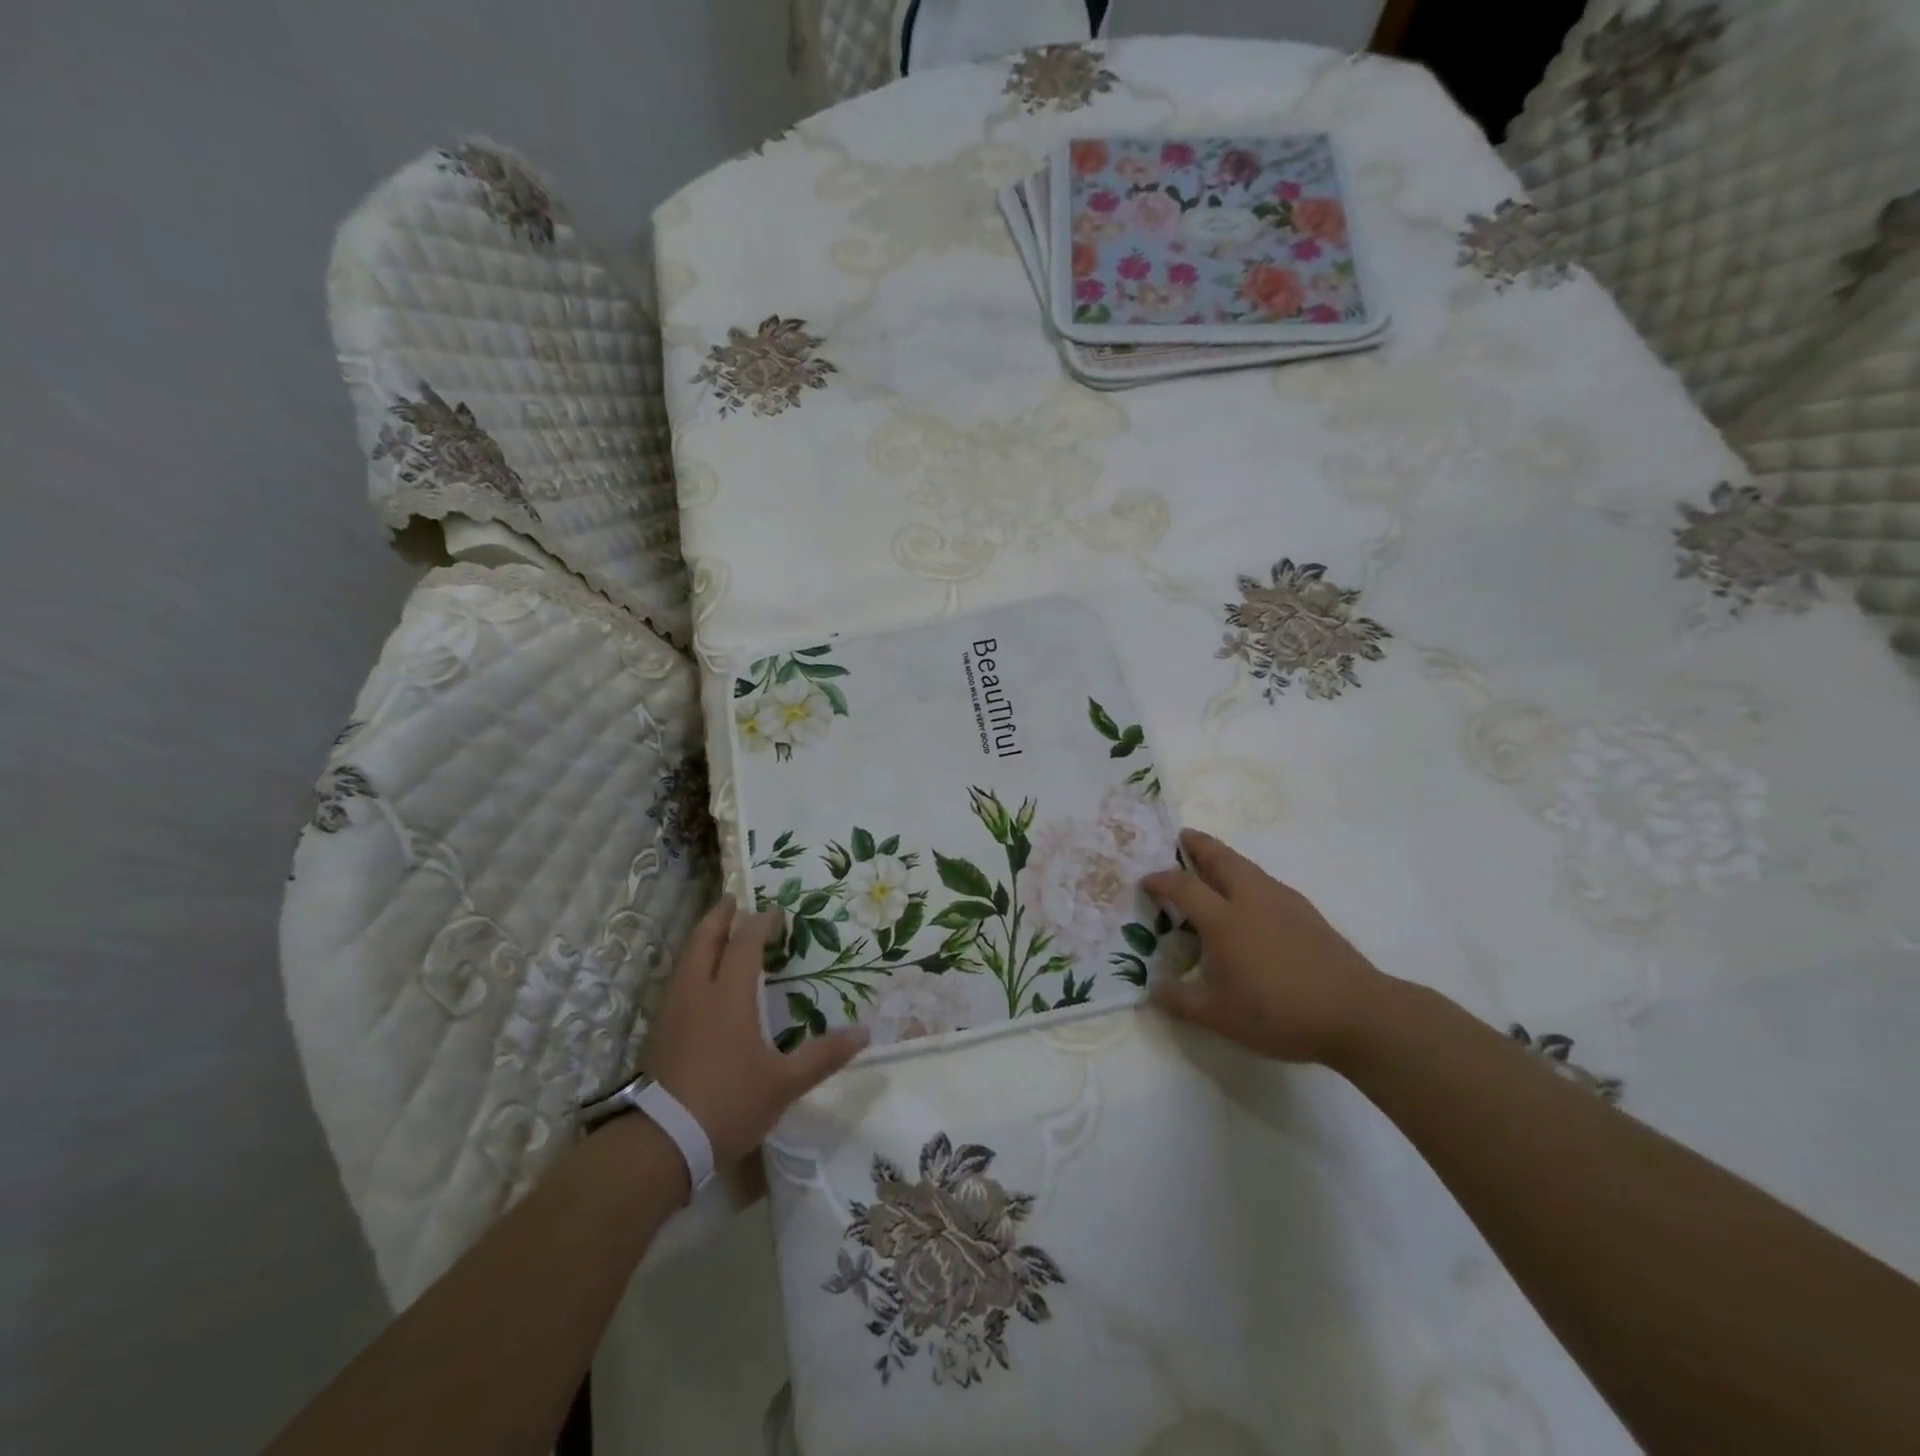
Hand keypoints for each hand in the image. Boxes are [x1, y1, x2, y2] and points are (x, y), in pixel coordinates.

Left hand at [646, 896, 867, 1166]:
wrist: (660, 1143)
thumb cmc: (727, 1105)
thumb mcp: (783, 1084)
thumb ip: (823, 1056)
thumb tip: (864, 1033)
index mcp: (730, 996)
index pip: (745, 944)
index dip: (760, 924)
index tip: (775, 913)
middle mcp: (698, 992)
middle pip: (705, 940)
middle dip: (720, 917)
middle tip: (732, 900)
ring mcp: (673, 1010)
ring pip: (686, 958)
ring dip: (702, 937)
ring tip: (715, 931)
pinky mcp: (659, 1030)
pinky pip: (677, 979)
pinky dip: (691, 963)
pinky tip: (697, 977)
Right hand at [1143, 829, 1393, 1065]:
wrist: (1356, 1013)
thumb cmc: (1279, 1013)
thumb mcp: (1219, 1017)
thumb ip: (1180, 1001)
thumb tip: (1153, 987)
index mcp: (1224, 920)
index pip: (1184, 887)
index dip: (1161, 880)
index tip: (1146, 880)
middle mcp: (1251, 900)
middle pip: (1221, 858)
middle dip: (1199, 845)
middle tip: (1183, 836)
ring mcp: (1284, 903)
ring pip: (1248, 868)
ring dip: (1226, 858)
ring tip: (1214, 863)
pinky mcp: (1308, 913)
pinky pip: (1267, 883)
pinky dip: (1249, 878)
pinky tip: (1252, 899)